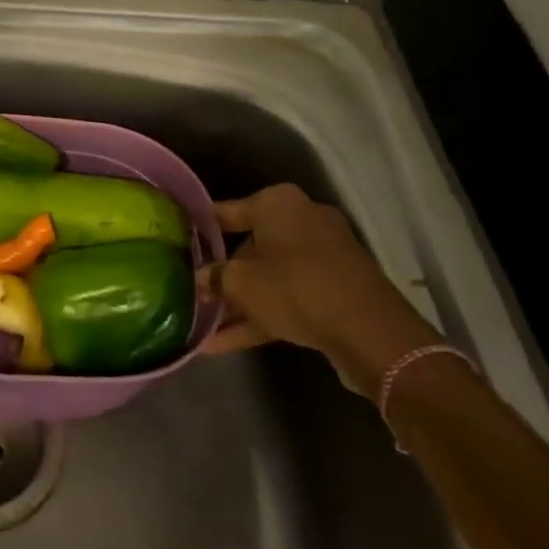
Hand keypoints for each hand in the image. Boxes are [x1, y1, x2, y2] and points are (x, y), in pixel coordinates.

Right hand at [202, 183, 438, 395]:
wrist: (370, 333)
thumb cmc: (296, 288)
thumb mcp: (241, 283)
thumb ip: (214, 278)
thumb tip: (200, 279)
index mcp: (278, 204)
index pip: (227, 211)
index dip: (200, 229)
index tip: (178, 242)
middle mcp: (302, 220)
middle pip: (250, 246)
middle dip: (222, 274)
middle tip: (193, 293)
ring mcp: (322, 256)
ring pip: (269, 276)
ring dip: (239, 301)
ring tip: (203, 325)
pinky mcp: (335, 289)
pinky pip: (288, 297)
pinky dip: (261, 315)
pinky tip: (224, 344)